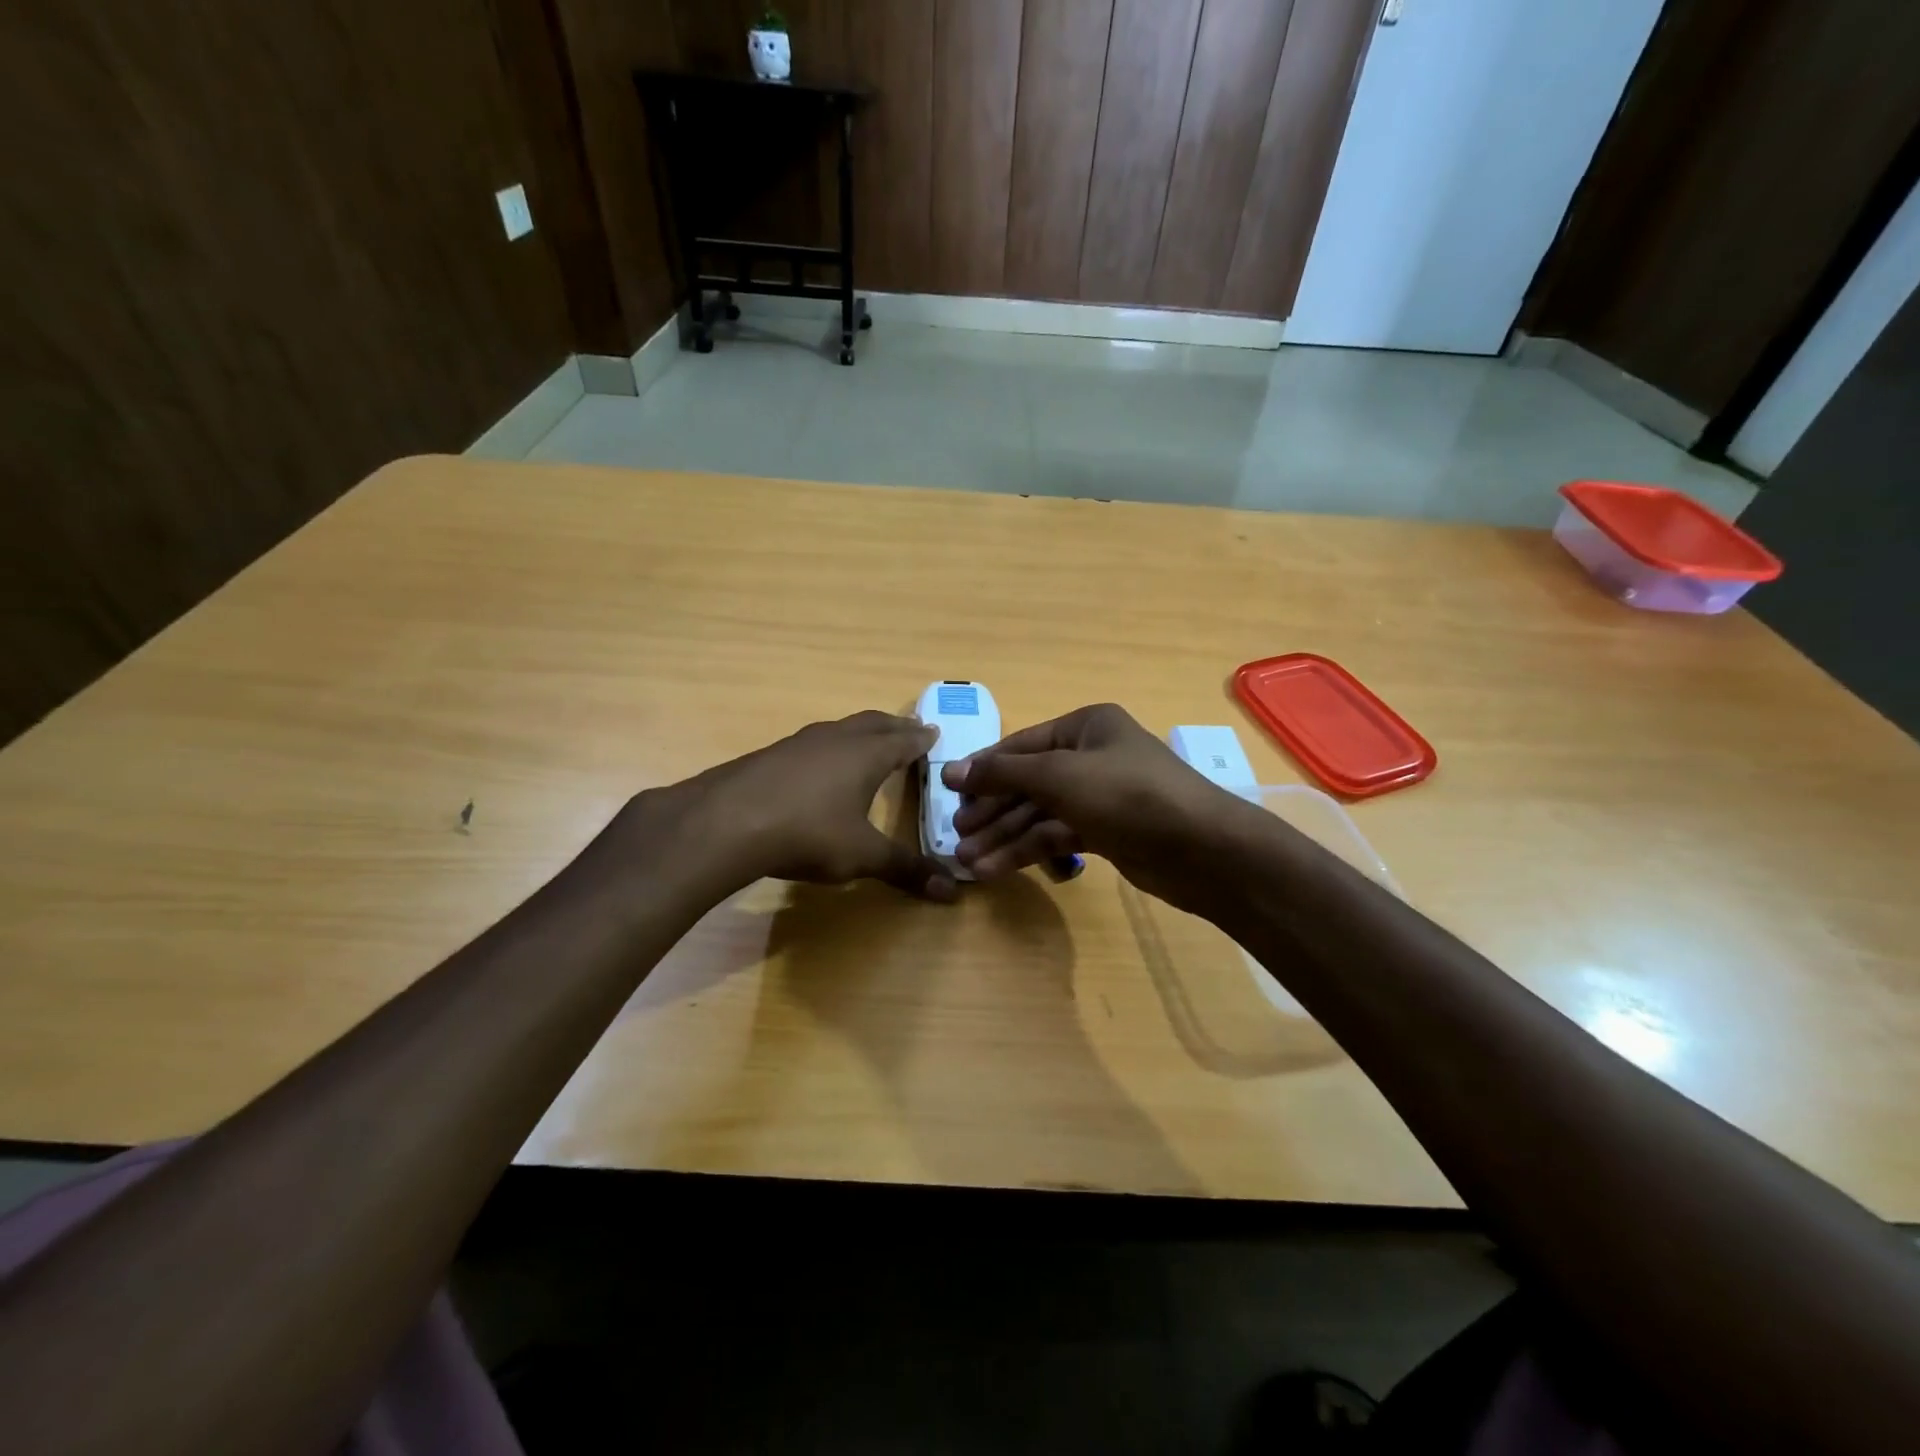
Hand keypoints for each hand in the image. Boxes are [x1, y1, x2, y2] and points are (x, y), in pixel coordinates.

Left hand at [632, 710, 956, 901]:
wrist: (727, 822)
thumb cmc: (809, 833)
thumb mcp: (862, 855)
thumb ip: (905, 869)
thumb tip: (952, 892)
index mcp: (866, 755)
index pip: (903, 740)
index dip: (921, 738)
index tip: (934, 732)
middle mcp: (836, 739)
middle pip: (873, 723)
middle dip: (895, 726)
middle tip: (910, 728)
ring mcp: (799, 743)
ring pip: (840, 729)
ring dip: (860, 732)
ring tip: (868, 742)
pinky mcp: (770, 755)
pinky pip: (812, 743)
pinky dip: (829, 747)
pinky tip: (818, 766)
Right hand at [941, 703, 1251, 908]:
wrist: (1201, 849)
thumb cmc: (1127, 795)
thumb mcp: (1058, 775)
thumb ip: (1004, 773)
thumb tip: (951, 771)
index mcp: (1085, 727)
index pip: (1021, 745)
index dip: (983, 769)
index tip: (946, 793)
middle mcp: (1091, 756)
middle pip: (1028, 782)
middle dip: (992, 811)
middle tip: (956, 837)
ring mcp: (1100, 795)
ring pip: (1039, 813)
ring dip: (1004, 837)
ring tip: (968, 863)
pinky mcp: (1106, 832)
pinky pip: (1057, 835)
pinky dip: (1028, 851)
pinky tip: (997, 870)